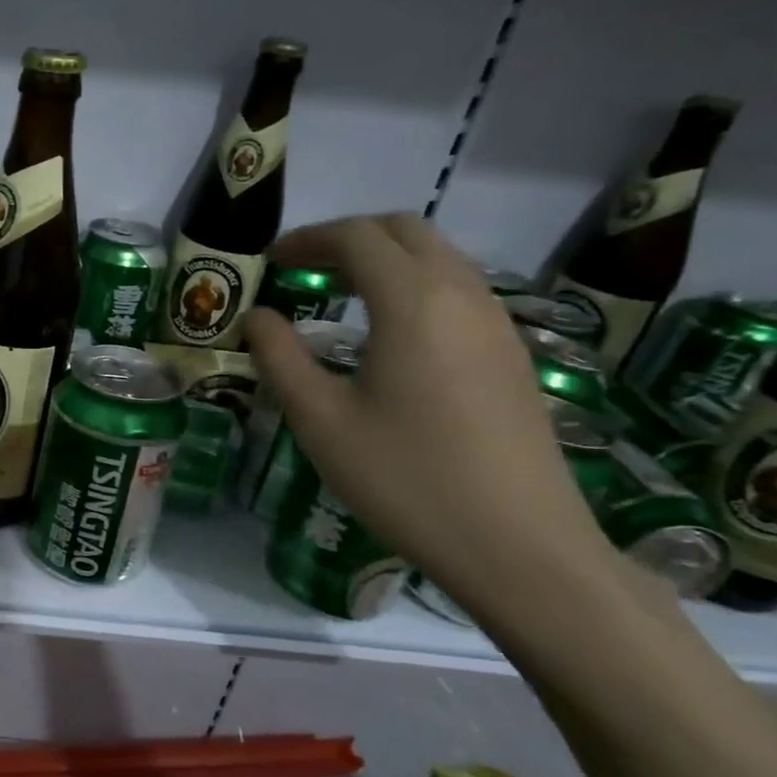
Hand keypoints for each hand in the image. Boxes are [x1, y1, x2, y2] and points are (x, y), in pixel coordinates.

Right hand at [243, 214, 619, 624]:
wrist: (519, 546)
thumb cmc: (406, 480)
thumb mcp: (321, 421)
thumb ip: (280, 358)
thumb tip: (257, 317)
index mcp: (413, 303)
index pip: (357, 237)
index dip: (307, 239)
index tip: (270, 261)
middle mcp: (462, 295)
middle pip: (406, 231)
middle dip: (348, 238)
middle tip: (302, 270)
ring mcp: (497, 323)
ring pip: (439, 257)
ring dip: (384, 260)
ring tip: (337, 296)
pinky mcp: (511, 354)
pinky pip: (459, 290)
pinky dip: (414, 286)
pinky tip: (388, 333)